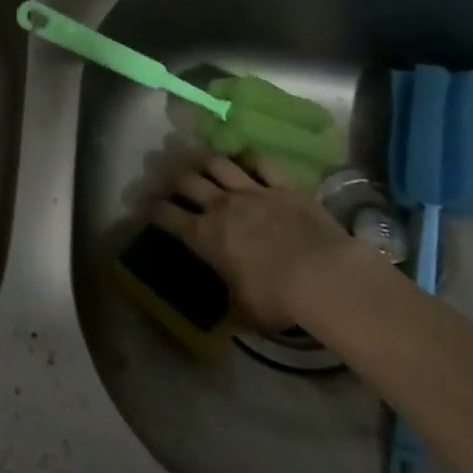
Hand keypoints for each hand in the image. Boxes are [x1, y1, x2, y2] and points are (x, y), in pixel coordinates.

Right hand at [147, 155, 359, 334]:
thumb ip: (231, 301)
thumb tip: (227, 309)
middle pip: (187, 181)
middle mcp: (221, 206)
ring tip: (206, 167)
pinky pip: (262, 162)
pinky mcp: (284, 186)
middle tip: (176, 186)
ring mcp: (252, 191)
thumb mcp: (244, 312)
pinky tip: (249, 162)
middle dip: (176, 181)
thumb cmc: (277, 300)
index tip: (148, 207)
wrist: (324, 277)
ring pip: (218, 164)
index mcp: (204, 236)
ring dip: (207, 164)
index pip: (166, 215)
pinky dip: (252, 160)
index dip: (153, 209)